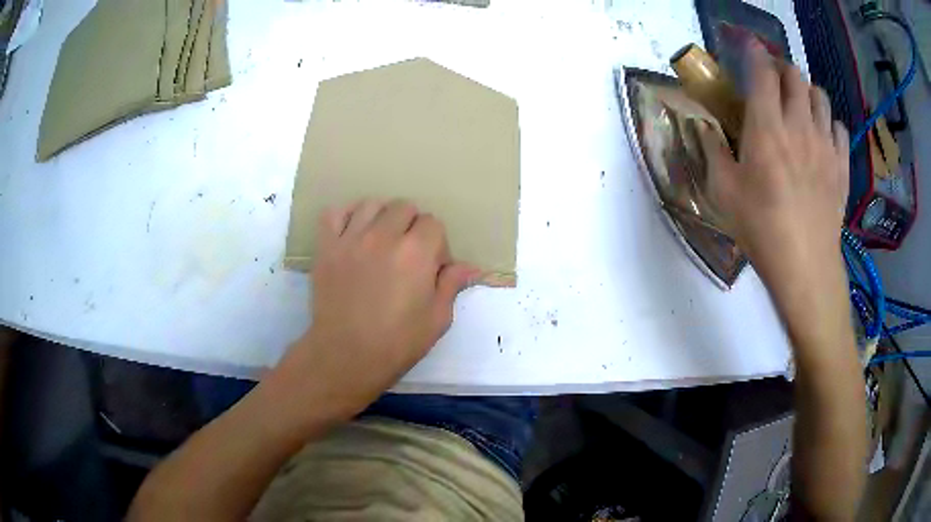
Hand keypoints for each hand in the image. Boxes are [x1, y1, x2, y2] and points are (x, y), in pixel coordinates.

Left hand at [274, 199, 477, 419]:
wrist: (346, 356)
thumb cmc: (397, 343)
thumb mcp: (437, 319)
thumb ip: (452, 285)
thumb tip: (469, 266)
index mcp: (416, 252)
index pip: (433, 223)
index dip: (437, 245)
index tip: (432, 268)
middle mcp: (383, 236)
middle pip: (404, 207)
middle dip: (412, 227)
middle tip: (408, 255)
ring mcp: (351, 239)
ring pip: (371, 205)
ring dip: (382, 218)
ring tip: (381, 242)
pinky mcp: (327, 247)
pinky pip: (334, 213)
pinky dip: (346, 217)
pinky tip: (353, 233)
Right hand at [698, 38, 849, 293]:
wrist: (805, 266)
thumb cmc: (761, 229)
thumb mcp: (723, 193)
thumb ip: (713, 151)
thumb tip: (705, 127)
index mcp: (766, 127)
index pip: (762, 71)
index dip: (755, 52)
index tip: (749, 47)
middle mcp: (799, 125)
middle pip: (795, 75)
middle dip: (782, 68)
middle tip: (774, 80)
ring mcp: (825, 144)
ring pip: (820, 96)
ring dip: (807, 91)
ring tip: (799, 105)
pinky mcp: (841, 165)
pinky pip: (839, 127)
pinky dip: (828, 122)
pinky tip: (821, 135)